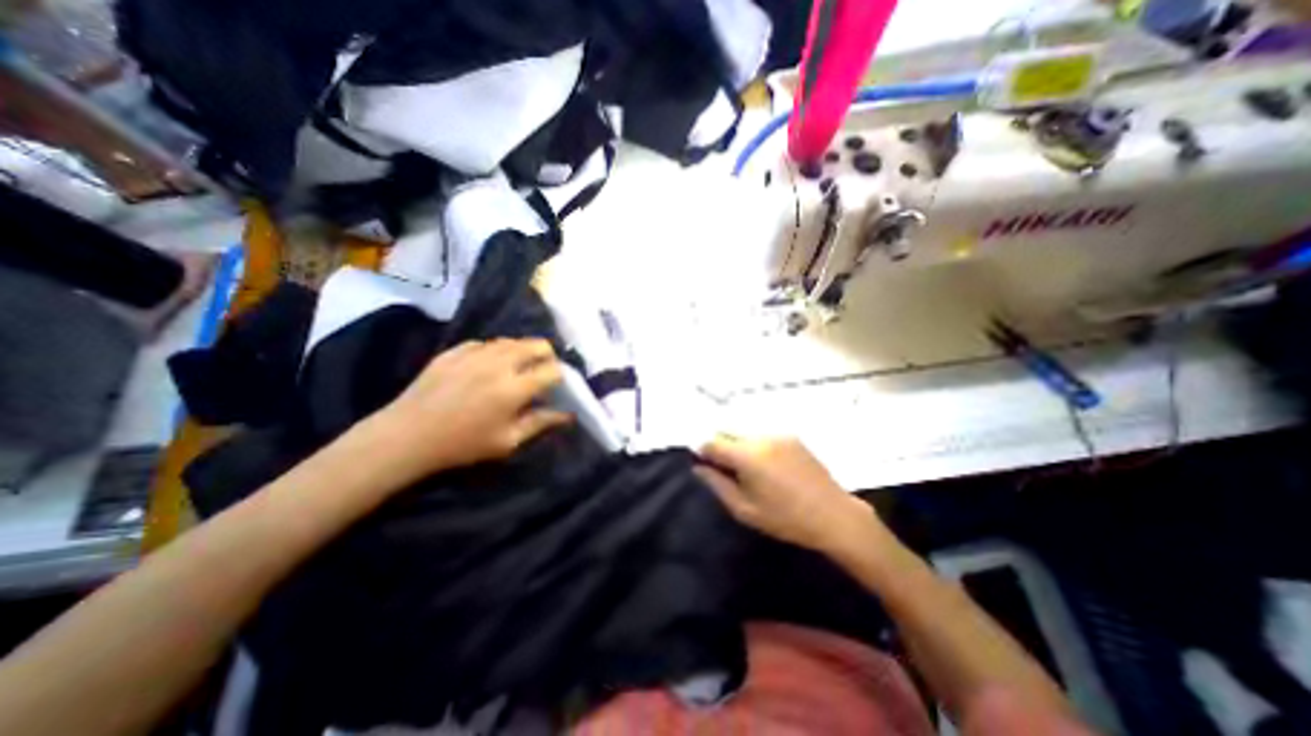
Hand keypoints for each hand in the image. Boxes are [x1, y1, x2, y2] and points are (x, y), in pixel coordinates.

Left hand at [368, 338, 573, 482]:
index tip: (557, 387)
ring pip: (512, 340)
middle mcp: (499, 363)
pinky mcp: (454, 351)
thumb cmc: (462, 444)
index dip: (561, 377)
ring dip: (522, 351)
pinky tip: (487, 367)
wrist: (406, 436)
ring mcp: (475, 353)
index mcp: (514, 388)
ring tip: (517, 369)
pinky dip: (495, 352)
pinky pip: (485, 343)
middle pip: (537, 344)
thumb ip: (540, 423)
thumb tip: (568, 415)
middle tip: (542, 372)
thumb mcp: (507, 441)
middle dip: (547, 356)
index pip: (553, 370)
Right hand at [694, 437, 889, 558]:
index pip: (712, 442)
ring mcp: (778, 434)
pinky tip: (766, 465)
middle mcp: (760, 437)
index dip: (702, 451)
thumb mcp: (745, 509)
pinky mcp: (791, 437)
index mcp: (747, 456)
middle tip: (723, 468)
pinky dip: (755, 445)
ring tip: (747, 469)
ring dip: (737, 444)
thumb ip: (717, 485)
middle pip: (727, 431)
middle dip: (719, 445)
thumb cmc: (785, 519)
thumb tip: (698, 468)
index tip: (702, 464)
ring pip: (745, 432)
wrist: (833, 515)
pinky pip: (763, 435)